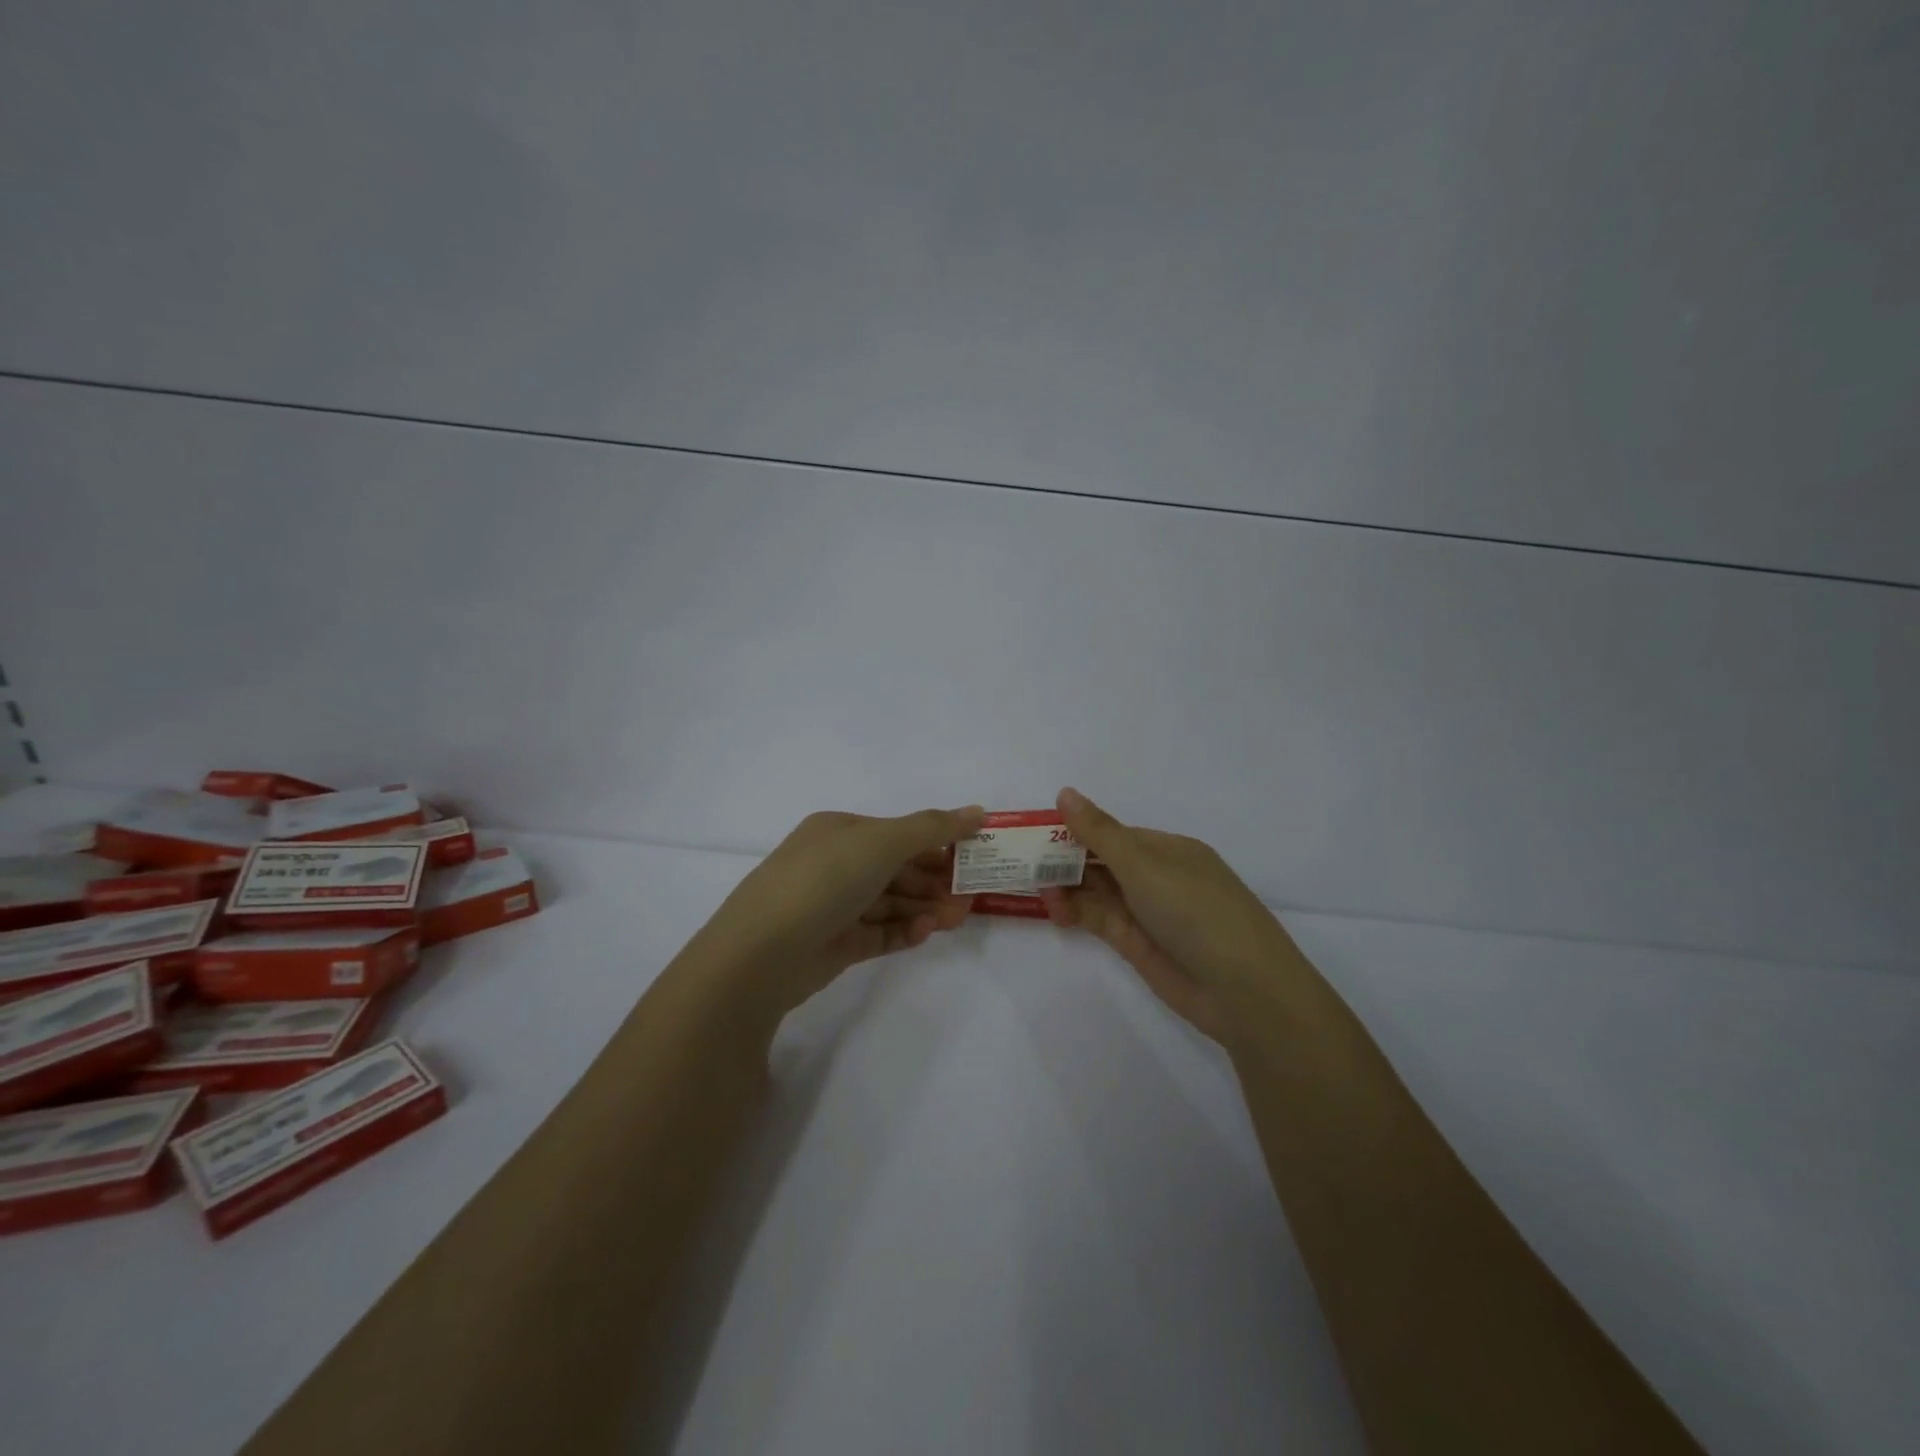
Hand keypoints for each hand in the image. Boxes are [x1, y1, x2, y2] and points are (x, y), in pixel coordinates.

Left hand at [694, 806, 983, 1026]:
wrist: (761, 954)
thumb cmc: (824, 880)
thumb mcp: (881, 842)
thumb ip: (932, 827)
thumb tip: (978, 811)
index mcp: (839, 831)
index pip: (898, 833)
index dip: (937, 843)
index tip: (974, 857)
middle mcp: (835, 864)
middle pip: (897, 869)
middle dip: (935, 880)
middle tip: (971, 895)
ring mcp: (833, 906)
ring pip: (891, 902)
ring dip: (925, 906)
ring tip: (956, 918)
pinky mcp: (835, 944)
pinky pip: (879, 933)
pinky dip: (904, 930)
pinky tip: (925, 932)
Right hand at [1038, 788, 1299, 1045]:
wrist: (1242, 989)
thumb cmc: (1196, 910)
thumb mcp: (1144, 865)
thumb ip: (1100, 832)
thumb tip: (1065, 792)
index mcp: (1168, 850)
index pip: (1114, 833)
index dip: (1077, 830)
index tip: (1037, 831)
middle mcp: (1158, 878)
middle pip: (1104, 862)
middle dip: (1066, 859)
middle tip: (1023, 859)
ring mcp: (1149, 913)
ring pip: (1099, 892)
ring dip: (1067, 886)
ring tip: (1032, 885)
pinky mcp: (1139, 946)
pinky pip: (1100, 921)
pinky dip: (1076, 913)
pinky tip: (1052, 908)